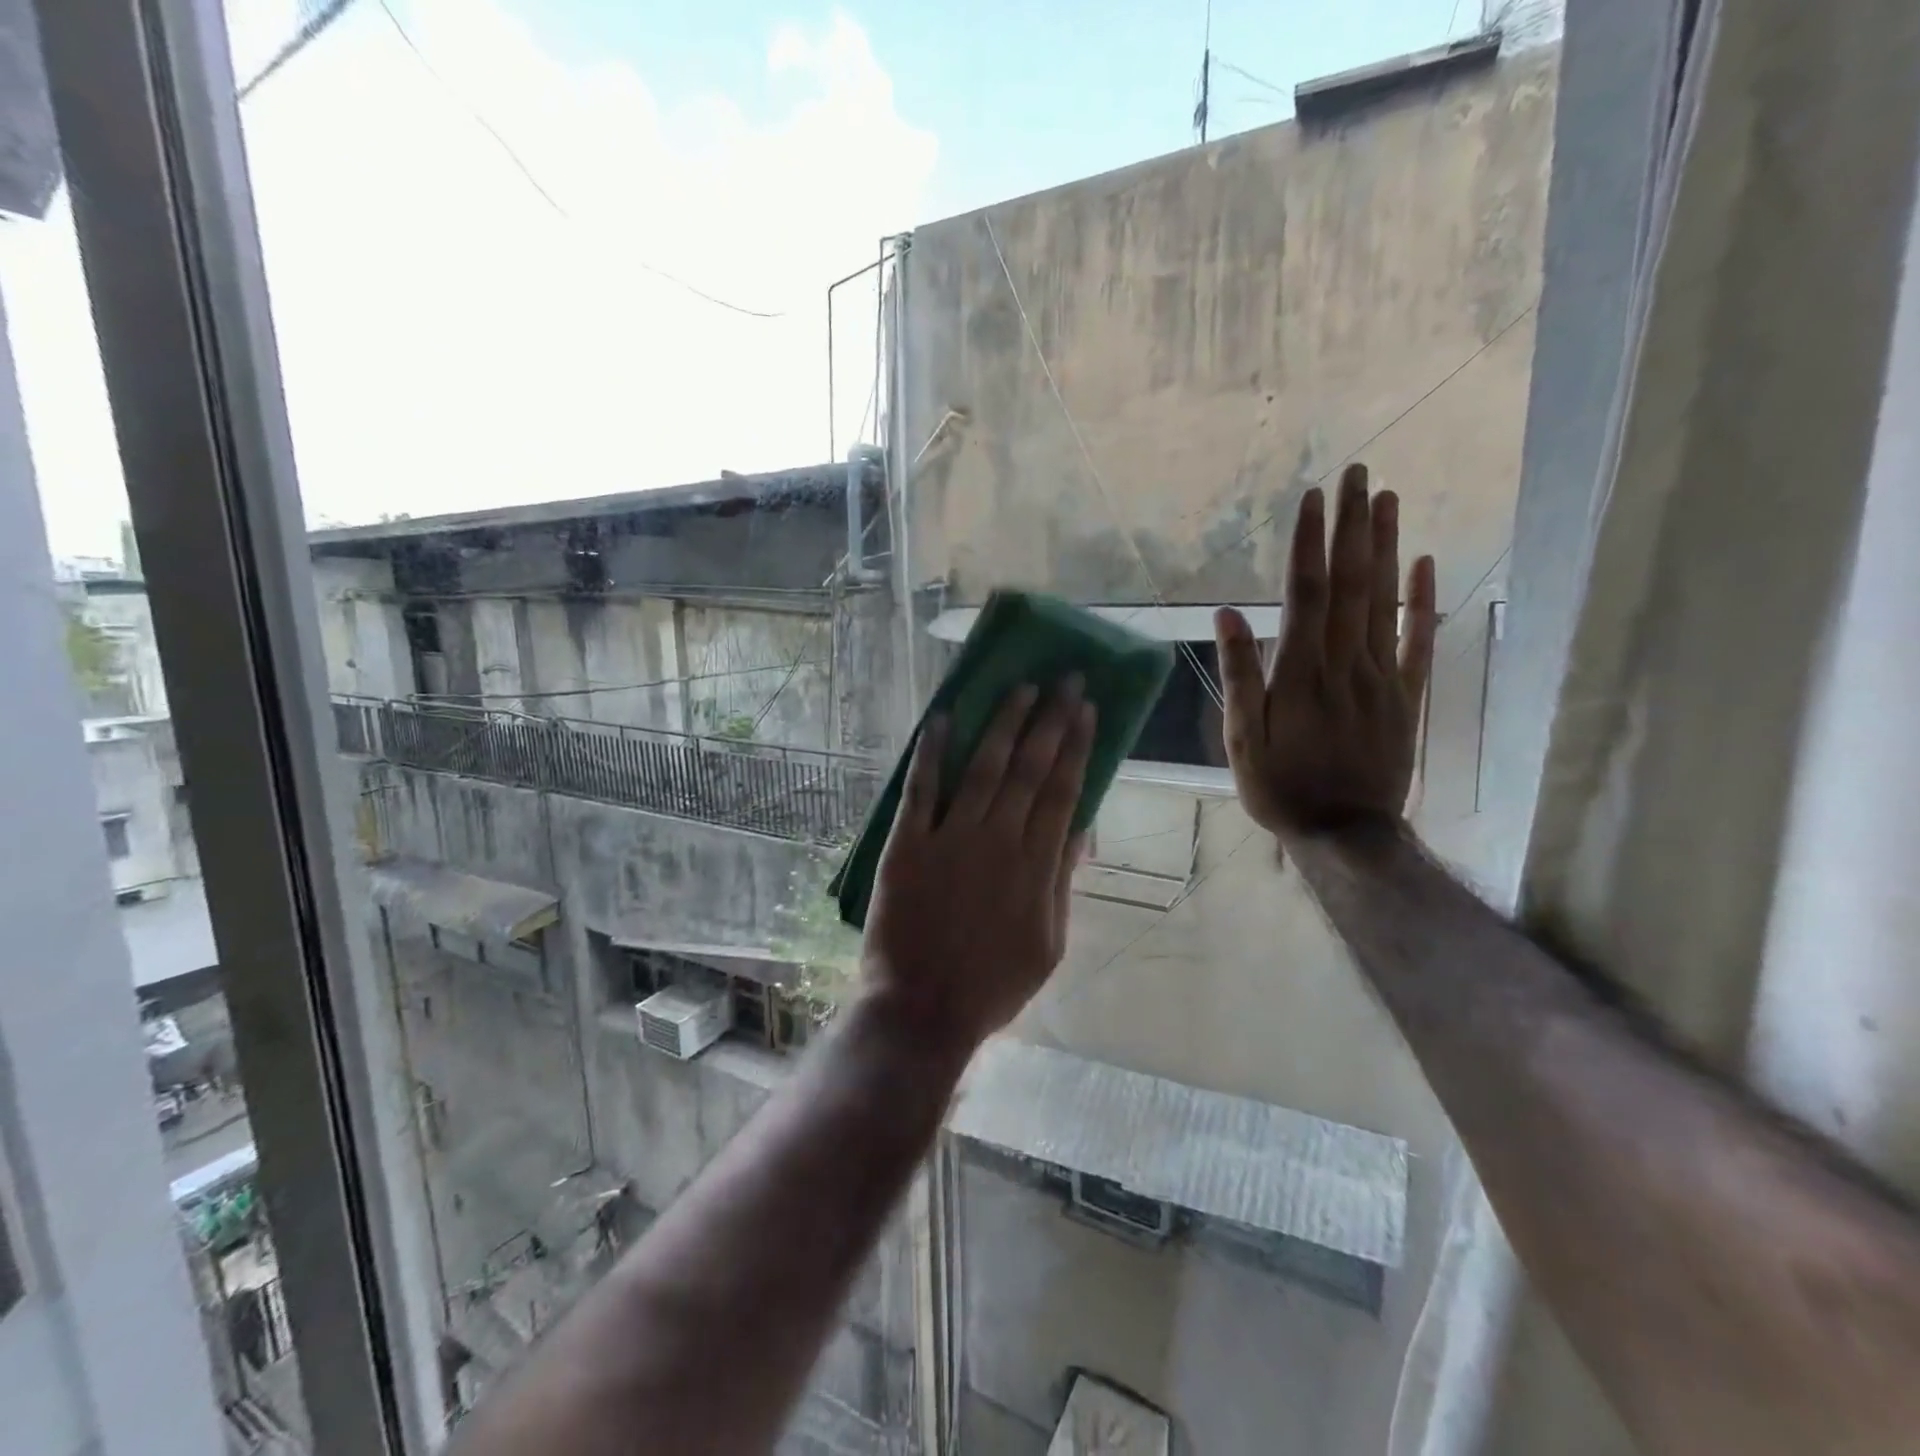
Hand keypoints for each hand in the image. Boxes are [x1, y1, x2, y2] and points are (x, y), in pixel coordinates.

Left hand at [862, 681, 1095, 1053]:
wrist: (923, 1009)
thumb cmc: (992, 985)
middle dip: (1050, 721)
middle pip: (1029, 769)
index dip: (1076, 747)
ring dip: (1003, 723)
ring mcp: (950, 839)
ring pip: (983, 768)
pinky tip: (943, 718)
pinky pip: (921, 789)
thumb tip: (1081, 831)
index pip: (1063, 791)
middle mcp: (998, 840)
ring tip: (1021, 688)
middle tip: (1065, 680)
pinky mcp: (908, 844)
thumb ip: (1061, 882)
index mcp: (1036, 866)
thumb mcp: (1049, 944)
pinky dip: (932, 753)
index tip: (1088, 710)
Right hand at [1215, 462, 1437, 837]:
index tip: (1313, 497)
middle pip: (1350, 583)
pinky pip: (1420, 640)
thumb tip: (1226, 614)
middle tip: (1357, 474)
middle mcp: (1346, 662)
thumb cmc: (1281, 787)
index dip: (1309, 543)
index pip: (1305, 593)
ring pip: (1385, 600)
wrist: (1345, 833)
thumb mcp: (1242, 738)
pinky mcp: (1408, 695)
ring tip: (1387, 499)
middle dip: (1352, 526)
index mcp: (1301, 672)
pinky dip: (1424, 600)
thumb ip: (1239, 675)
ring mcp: (1383, 676)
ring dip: (1385, 547)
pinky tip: (1425, 563)